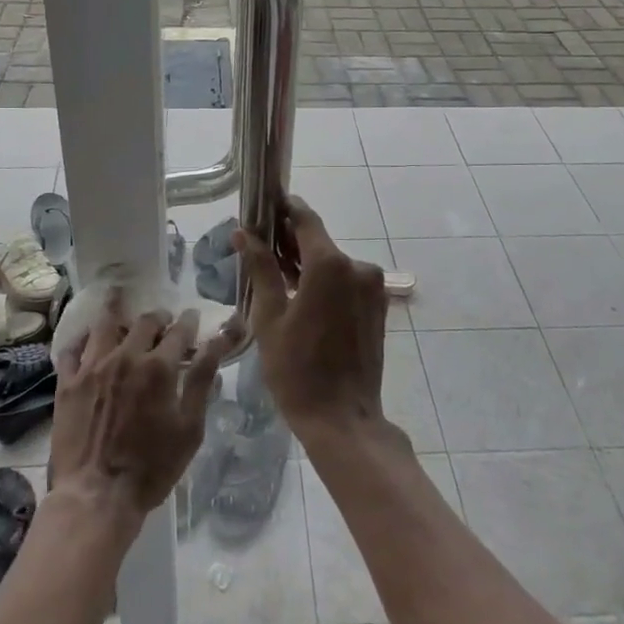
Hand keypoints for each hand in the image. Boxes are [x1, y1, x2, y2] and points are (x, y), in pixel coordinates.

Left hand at [49, 290, 239, 533]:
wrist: (95, 497)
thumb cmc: (152, 468)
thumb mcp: (190, 428)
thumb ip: (203, 379)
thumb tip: (219, 341)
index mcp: (159, 366)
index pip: (180, 329)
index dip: (189, 321)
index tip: (192, 319)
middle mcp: (125, 356)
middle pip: (145, 321)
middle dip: (159, 318)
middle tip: (163, 323)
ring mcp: (92, 367)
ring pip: (106, 325)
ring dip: (119, 315)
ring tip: (123, 311)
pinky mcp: (67, 383)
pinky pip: (73, 349)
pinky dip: (84, 339)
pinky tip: (89, 340)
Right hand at [235, 197, 389, 436]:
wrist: (343, 419)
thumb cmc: (297, 370)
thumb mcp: (269, 317)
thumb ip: (261, 269)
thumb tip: (244, 233)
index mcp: (330, 264)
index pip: (305, 219)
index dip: (285, 208)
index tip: (266, 203)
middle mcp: (357, 266)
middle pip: (319, 242)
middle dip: (291, 241)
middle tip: (261, 246)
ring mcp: (372, 287)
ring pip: (333, 263)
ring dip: (308, 264)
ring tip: (277, 276)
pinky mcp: (378, 306)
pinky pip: (347, 282)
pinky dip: (326, 283)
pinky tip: (303, 298)